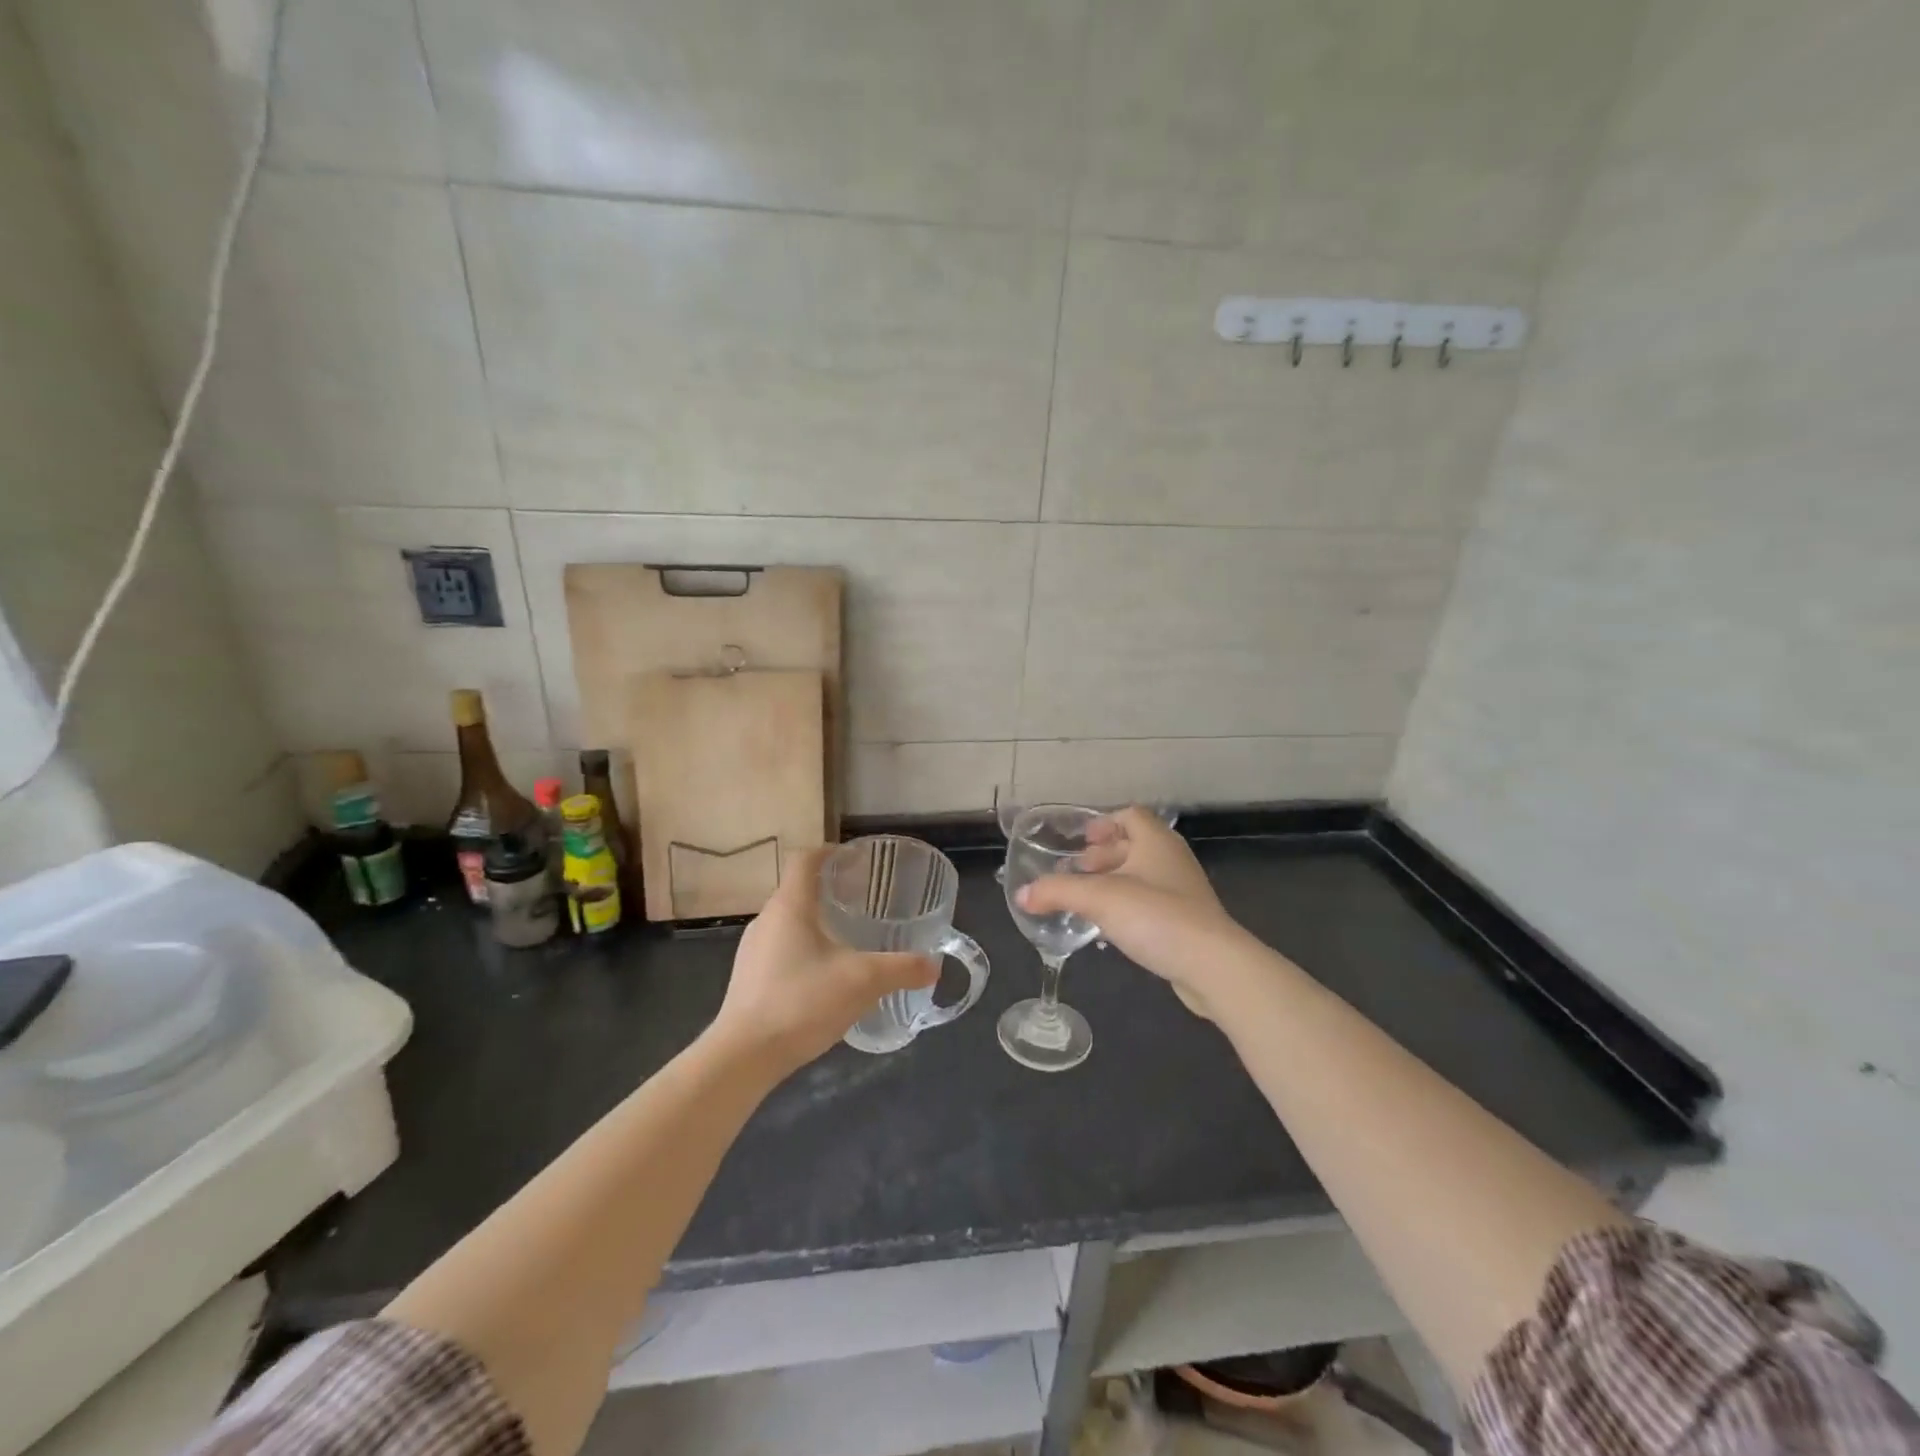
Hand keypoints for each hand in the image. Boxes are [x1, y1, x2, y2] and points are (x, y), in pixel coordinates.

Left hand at [710, 848, 937, 1075]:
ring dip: (817, 921)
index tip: (856, 860)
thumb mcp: (862, 982)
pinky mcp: (748, 978)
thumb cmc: (801, 1002)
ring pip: (788, 921)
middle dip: (830, 889)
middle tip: (864, 900)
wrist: (743, 1056)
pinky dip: (804, 948)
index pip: (805, 859)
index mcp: (790, 906)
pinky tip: (825, 976)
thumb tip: (934, 965)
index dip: (830, 852)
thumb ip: (901, 969)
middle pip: (798, 889)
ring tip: (849, 937)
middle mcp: (766, 920)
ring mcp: (753, 950)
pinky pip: (780, 948)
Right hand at [1016, 807, 1242, 1018]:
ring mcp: (1182, 891)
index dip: (1103, 822)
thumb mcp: (1098, 899)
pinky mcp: (1186, 921)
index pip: (1130, 815)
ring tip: (1085, 899)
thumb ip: (1057, 892)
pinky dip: (1127, 906)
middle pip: (1133, 844)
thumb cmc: (1156, 916)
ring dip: (1113, 882)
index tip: (1080, 841)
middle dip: (1102, 855)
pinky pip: (1150, 903)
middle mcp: (1171, 859)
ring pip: (1141, 875)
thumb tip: (1022, 894)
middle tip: (1074, 870)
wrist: (1212, 965)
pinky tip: (1109, 926)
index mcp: (1156, 841)